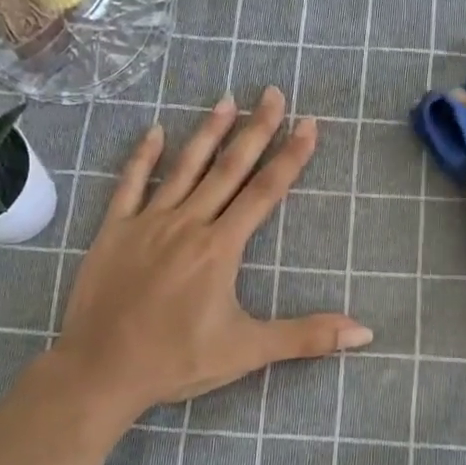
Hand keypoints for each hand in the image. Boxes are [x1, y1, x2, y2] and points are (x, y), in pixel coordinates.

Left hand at [50, 87, 371, 416]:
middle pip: (229, 168)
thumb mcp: (248, 351)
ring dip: (208, 132)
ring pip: (184, 167)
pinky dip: (144, 156)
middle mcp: (188, 223)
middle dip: (255, 129)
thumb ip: (307, 337)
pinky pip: (130, 184)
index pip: (265, 191)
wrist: (101, 371)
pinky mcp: (114, 230)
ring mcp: (148, 222)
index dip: (291, 156)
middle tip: (272, 93)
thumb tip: (364, 333)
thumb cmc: (177, 361)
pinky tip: (156, 130)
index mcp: (221, 247)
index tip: (309, 123)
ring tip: (226, 100)